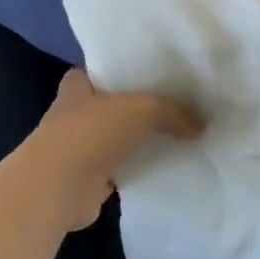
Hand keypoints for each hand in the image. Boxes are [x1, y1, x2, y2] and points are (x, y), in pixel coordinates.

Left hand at [26, 69, 203, 229]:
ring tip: (176, 137)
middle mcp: (72, 116)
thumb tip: (201, 126)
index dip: (116, 72)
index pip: (94, 72)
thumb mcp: (143, 109)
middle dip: (134, 108)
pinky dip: (138, 170)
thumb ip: (174, 112)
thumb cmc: (92, 132)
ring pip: (115, 140)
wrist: (58, 187)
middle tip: (172, 106)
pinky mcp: (88, 180)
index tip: (146, 75)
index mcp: (76, 88)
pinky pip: (121, 170)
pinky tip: (164, 168)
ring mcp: (78, 150)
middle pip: (109, 106)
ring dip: (137, 142)